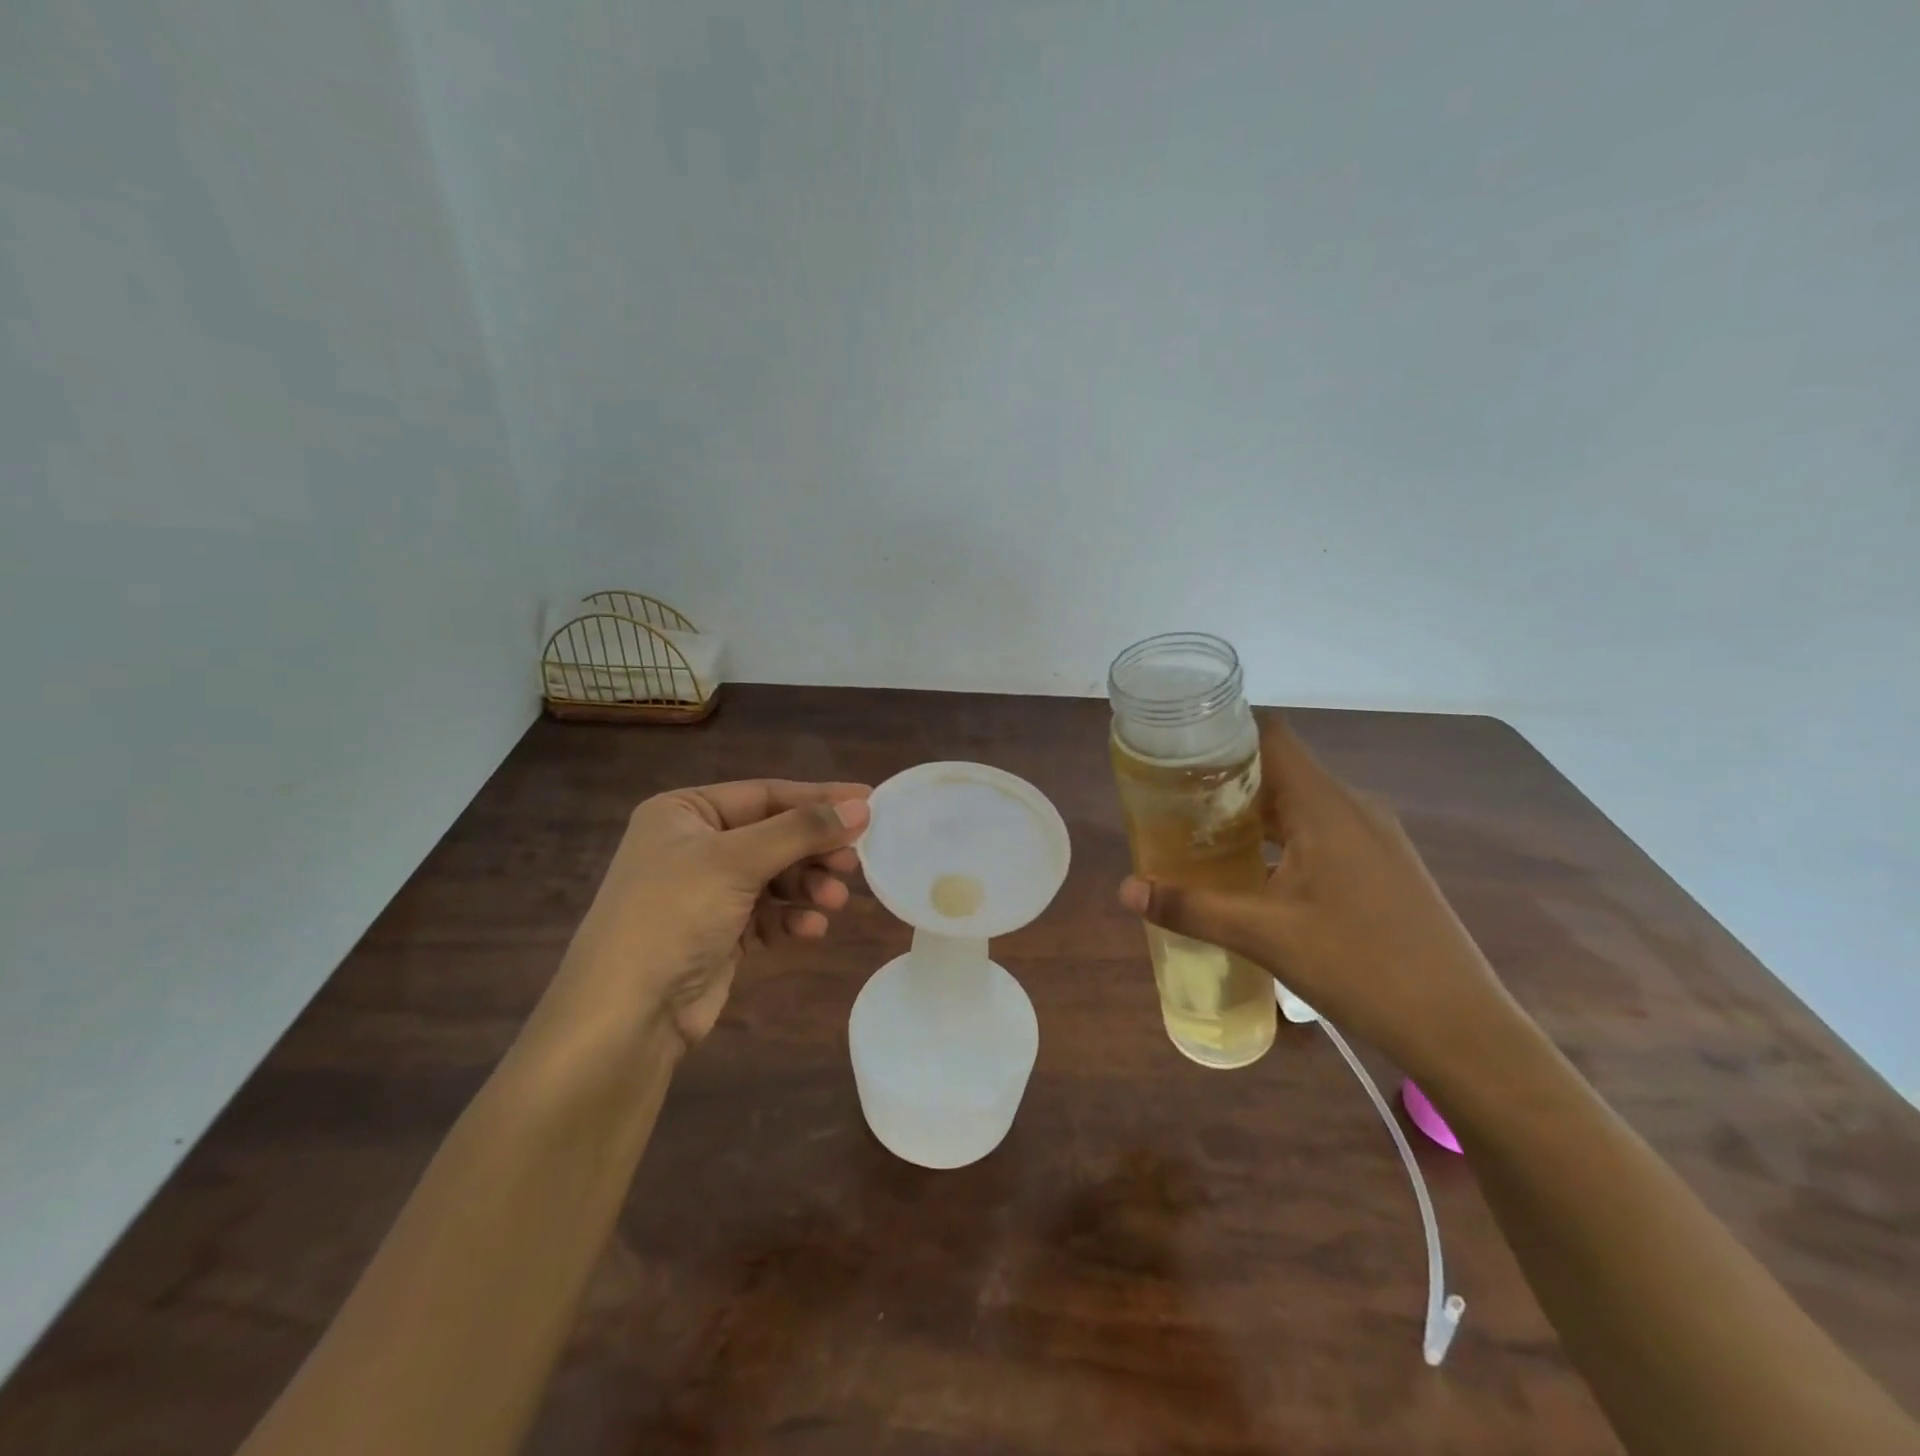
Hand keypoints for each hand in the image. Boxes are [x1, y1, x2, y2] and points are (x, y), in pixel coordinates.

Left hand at [557, 780, 871, 1049]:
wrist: (626, 1016)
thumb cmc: (674, 916)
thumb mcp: (737, 861)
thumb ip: (802, 830)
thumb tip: (862, 807)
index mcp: (684, 812)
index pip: (765, 794)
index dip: (818, 798)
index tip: (869, 803)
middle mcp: (694, 845)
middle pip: (774, 835)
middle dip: (814, 851)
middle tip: (853, 863)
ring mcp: (706, 891)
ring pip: (776, 876)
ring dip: (807, 887)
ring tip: (834, 902)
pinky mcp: (719, 932)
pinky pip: (768, 913)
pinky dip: (791, 919)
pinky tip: (811, 931)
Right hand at [1118, 716, 1514, 1077]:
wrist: (1460, 1027)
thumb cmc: (1360, 966)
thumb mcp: (1264, 936)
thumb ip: (1191, 907)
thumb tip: (1124, 890)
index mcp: (1325, 806)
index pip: (1270, 736)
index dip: (1224, 732)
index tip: (1178, 747)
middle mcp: (1353, 807)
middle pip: (1281, 769)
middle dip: (1226, 778)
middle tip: (1173, 797)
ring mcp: (1375, 837)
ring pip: (1302, 803)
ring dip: (1254, 812)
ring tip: (1202, 831)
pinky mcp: (1384, 865)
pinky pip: (1322, 830)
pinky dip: (1283, 836)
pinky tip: (1256, 871)